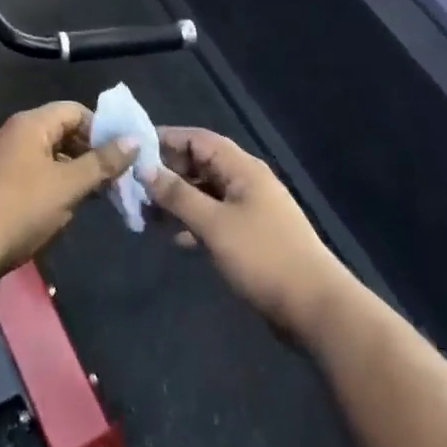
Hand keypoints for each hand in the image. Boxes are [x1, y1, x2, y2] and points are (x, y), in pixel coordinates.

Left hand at [0, 101, 137, 282]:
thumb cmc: (22, 207)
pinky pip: (39, 174)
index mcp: (32, 123)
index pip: (75, 110)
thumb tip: (134, 140)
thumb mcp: (69, 184)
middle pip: (64, 132)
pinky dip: (58, 184)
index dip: (102, 129)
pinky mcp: (2, 184)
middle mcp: (18, 134)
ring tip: (101, 194)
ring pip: (53, 156)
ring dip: (77, 172)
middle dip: (92, 152)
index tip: (123, 154)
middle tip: (118, 177)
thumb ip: (102, 162)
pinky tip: (72, 206)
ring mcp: (7, 159)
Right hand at [144, 127, 352, 340]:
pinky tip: (175, 239)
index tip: (132, 150)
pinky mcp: (251, 236)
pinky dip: (193, 222)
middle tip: (133, 188)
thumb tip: (144, 168)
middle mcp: (246, 181)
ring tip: (145, 214)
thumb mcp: (213, 224)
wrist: (314, 308)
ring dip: (177, 201)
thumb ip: (177, 195)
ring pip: (205, 193)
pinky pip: (214, 218)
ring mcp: (250, 210)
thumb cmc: (262, 257)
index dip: (165, 140)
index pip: (197, 139)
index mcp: (242, 168)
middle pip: (200, 165)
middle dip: (167, 173)